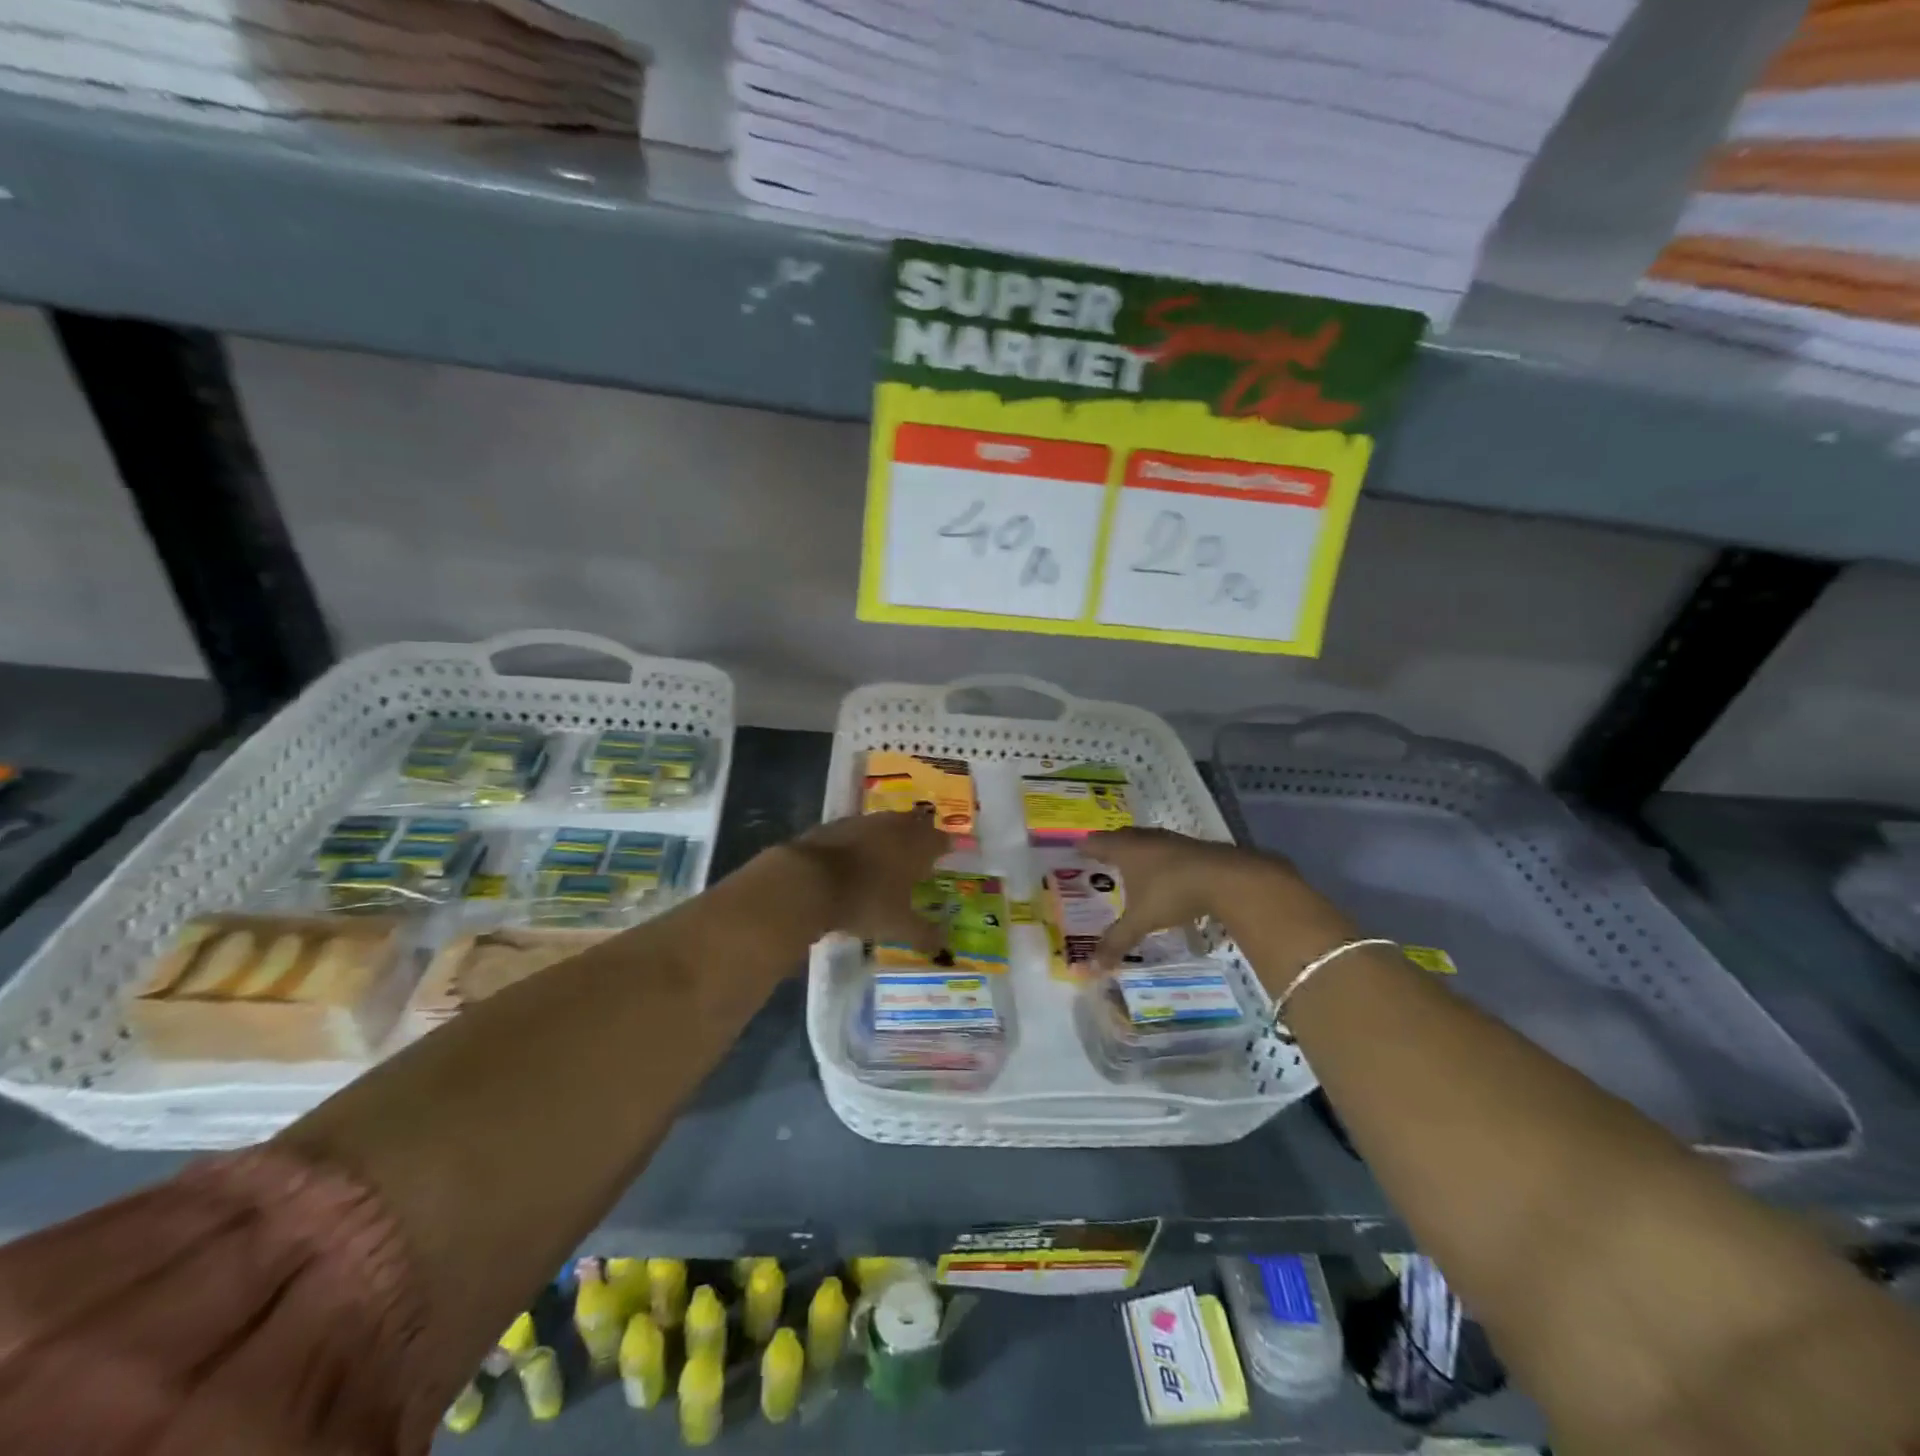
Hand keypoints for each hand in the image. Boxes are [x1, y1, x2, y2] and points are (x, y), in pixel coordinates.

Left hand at [787, 810, 946, 951]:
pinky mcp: (833, 826)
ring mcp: (861, 822)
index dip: (945, 846)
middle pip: (913, 824)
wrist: (807, 881)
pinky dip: (860, 841)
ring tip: (888, 854)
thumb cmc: (865, 901)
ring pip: (884, 824)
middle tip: (920, 850)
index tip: (948, 853)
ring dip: (889, 836)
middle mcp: (893, 826)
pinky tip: (854, 858)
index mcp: (916, 845)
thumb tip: (945, 946)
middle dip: (919, 835)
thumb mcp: (898, 925)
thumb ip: (924, 933)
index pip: (940, 840)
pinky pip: (856, 831)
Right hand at [1083, 827, 1322, 968]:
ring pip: (1144, 841)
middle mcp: (1143, 839)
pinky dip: (1158, 858)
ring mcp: (1170, 840)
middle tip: (1099, 857)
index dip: (1084, 847)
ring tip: (1130, 865)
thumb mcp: (1141, 920)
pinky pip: (1165, 849)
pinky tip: (1163, 873)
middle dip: (1109, 846)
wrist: (1225, 878)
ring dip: (1136, 851)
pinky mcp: (1192, 847)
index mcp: (1124, 849)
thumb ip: (1117, 940)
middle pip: (1120, 837)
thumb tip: (1093, 965)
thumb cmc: (1172, 892)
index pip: (1096, 843)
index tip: (1075, 851)